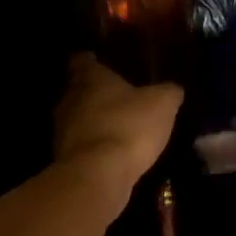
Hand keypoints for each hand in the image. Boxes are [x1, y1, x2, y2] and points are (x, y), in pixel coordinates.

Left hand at [54, 54, 183, 215]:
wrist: (97, 175)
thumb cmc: (128, 126)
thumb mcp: (162, 104)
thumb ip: (168, 92)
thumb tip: (173, 89)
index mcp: (89, 78)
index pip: (82, 60)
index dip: (91, 60)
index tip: (99, 61)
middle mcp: (69, 99)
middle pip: (78, 90)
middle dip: (96, 93)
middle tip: (119, 97)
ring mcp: (62, 131)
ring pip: (78, 119)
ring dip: (95, 122)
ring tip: (120, 127)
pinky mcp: (64, 158)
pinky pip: (82, 145)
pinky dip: (95, 146)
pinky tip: (114, 153)